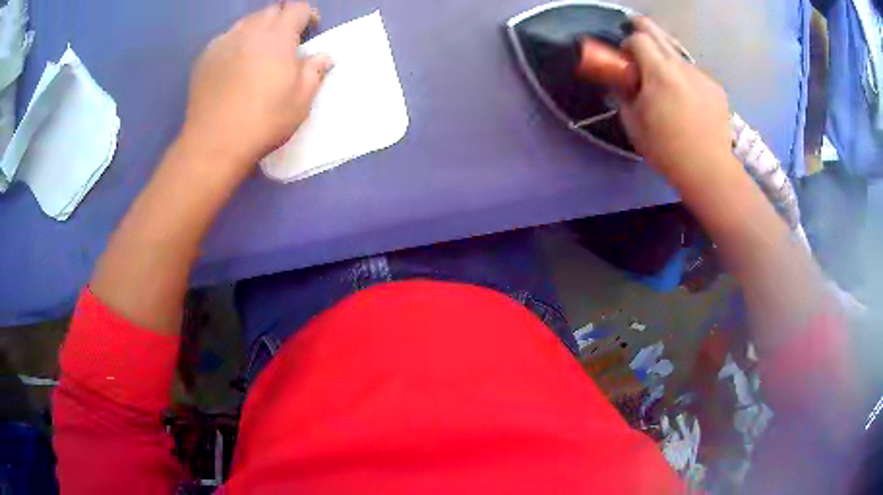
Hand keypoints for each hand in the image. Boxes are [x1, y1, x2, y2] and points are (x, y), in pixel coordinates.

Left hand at [181, 2, 330, 175]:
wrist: (214, 144)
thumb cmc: (263, 121)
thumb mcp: (301, 100)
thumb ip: (315, 71)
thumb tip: (324, 56)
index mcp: (277, 37)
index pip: (298, 8)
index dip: (308, 15)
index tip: (311, 30)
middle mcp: (249, 31)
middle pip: (271, 10)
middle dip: (283, 19)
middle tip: (286, 42)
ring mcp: (223, 42)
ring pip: (246, 22)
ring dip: (259, 29)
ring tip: (259, 51)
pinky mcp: (204, 57)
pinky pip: (225, 38)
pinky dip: (236, 43)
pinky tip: (235, 64)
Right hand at [618, 17, 735, 183]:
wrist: (708, 170)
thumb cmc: (666, 149)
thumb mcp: (633, 123)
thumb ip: (624, 95)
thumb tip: (622, 83)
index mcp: (659, 72)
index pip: (639, 39)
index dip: (628, 42)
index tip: (625, 56)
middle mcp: (682, 67)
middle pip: (660, 35)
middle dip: (644, 28)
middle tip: (635, 26)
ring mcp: (702, 77)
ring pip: (679, 57)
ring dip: (668, 59)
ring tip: (666, 80)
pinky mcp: (716, 90)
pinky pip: (695, 76)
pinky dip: (686, 79)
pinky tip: (688, 101)